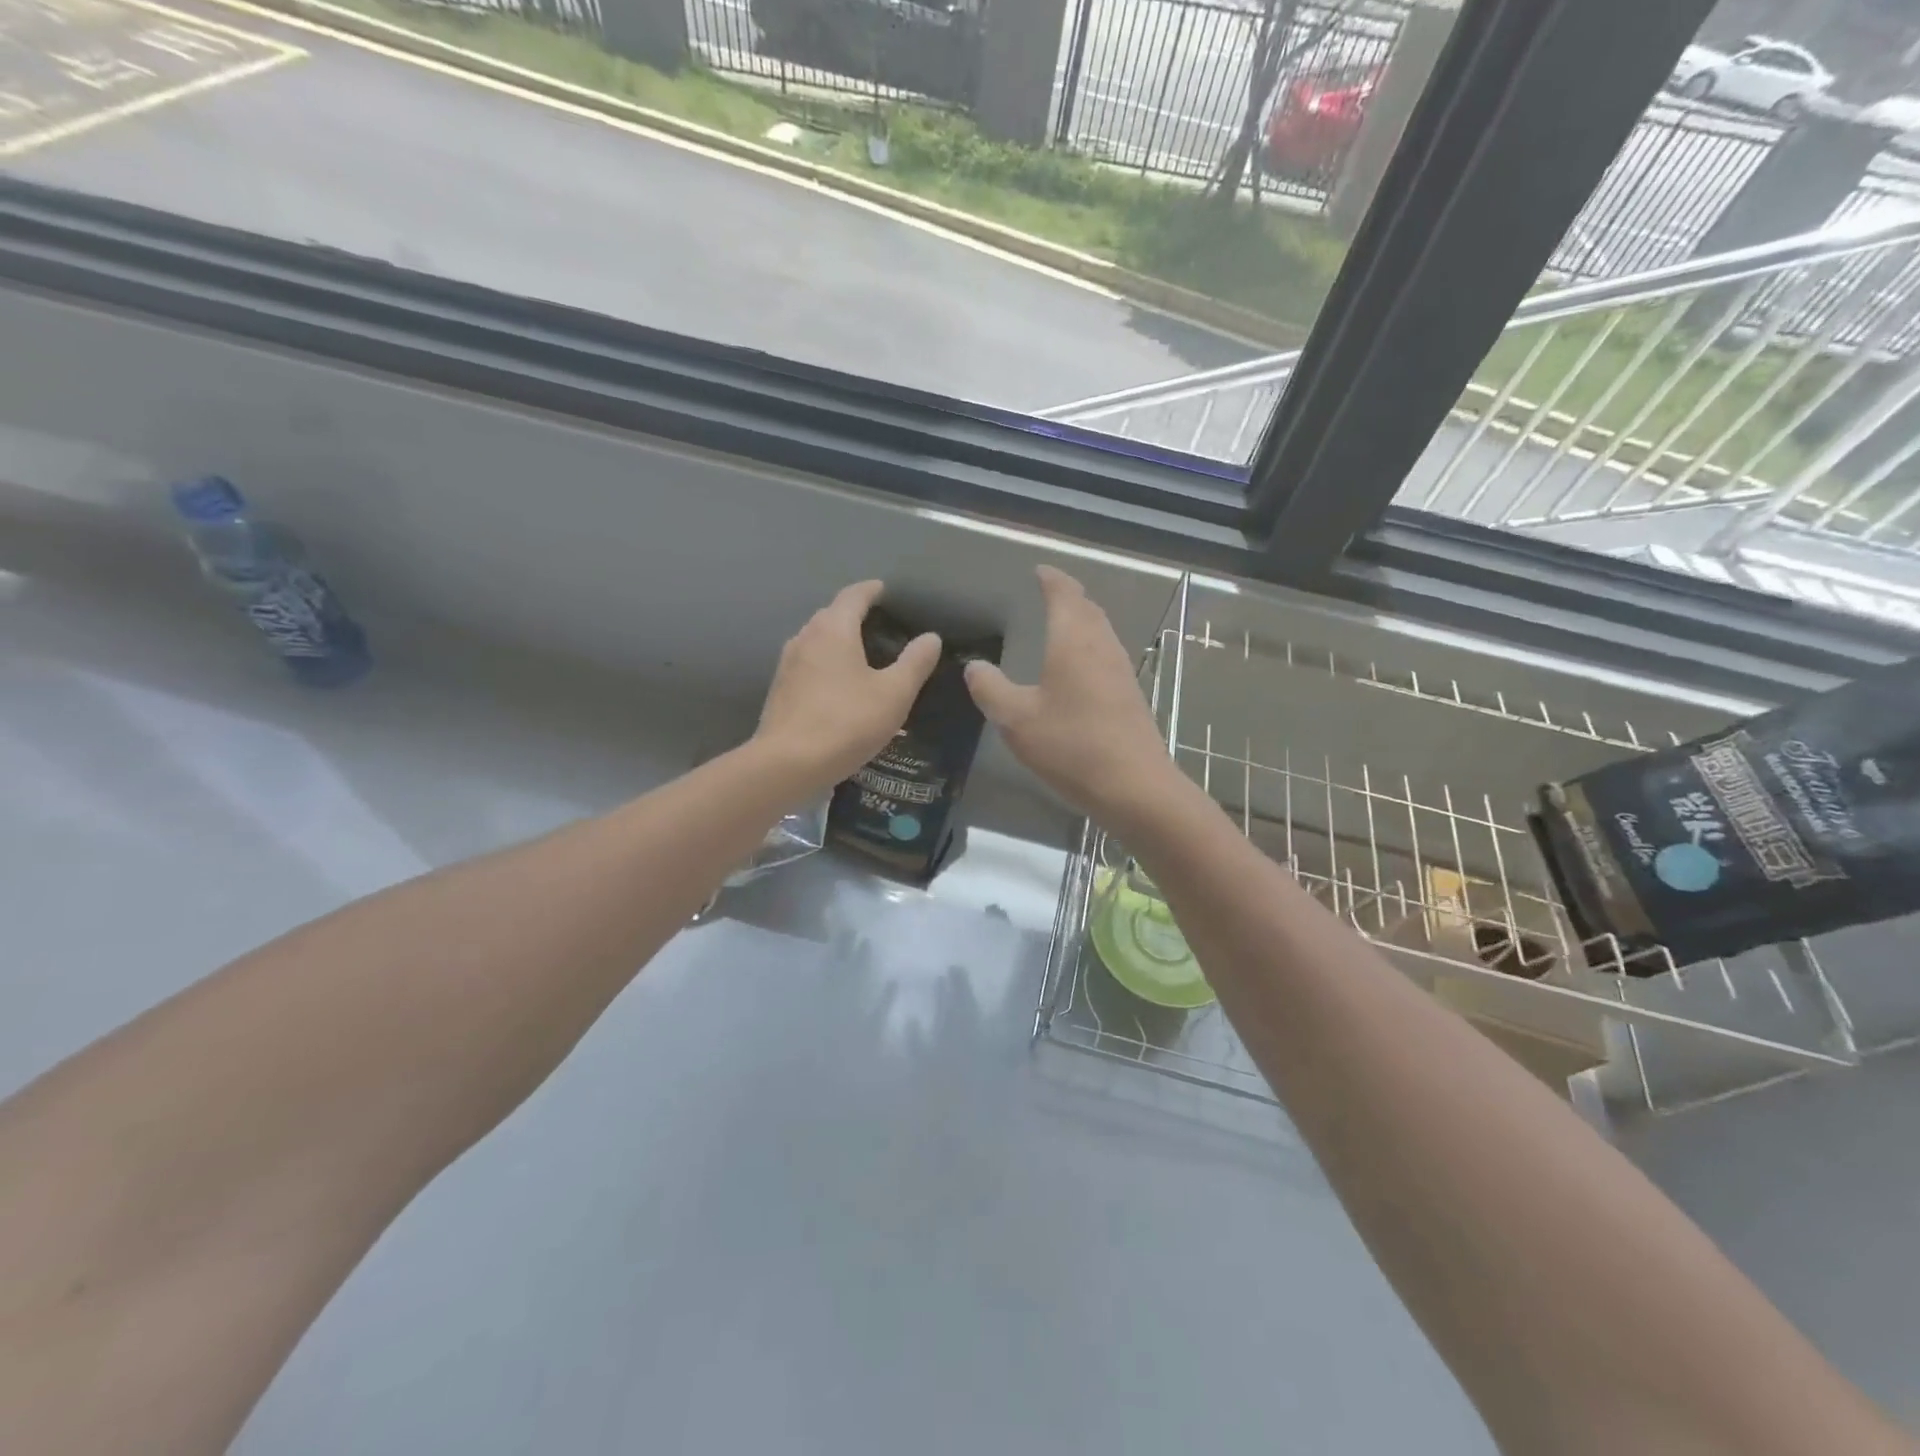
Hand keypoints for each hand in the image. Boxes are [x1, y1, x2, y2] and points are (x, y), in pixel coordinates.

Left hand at [754, 580, 940, 789]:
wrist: (787, 764)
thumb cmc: (846, 723)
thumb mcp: (893, 694)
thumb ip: (915, 662)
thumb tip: (931, 638)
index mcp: (834, 629)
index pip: (854, 595)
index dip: (874, 590)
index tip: (888, 592)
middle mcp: (805, 637)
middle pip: (833, 614)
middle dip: (857, 615)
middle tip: (884, 628)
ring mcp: (787, 663)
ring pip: (818, 640)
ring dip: (840, 641)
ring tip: (864, 657)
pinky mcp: (780, 689)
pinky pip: (809, 664)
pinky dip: (827, 664)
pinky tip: (840, 686)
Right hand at [963, 566, 1183, 825]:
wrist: (1135, 787)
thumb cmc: (1071, 746)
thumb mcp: (1015, 719)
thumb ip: (990, 689)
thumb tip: (975, 666)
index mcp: (1073, 641)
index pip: (1064, 594)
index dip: (1051, 579)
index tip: (1039, 570)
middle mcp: (1101, 647)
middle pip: (1088, 609)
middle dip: (1069, 596)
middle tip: (1050, 592)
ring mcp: (1120, 672)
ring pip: (1101, 632)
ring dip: (1082, 621)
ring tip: (1062, 624)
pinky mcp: (1129, 697)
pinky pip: (1106, 656)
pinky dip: (1089, 647)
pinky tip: (1078, 669)